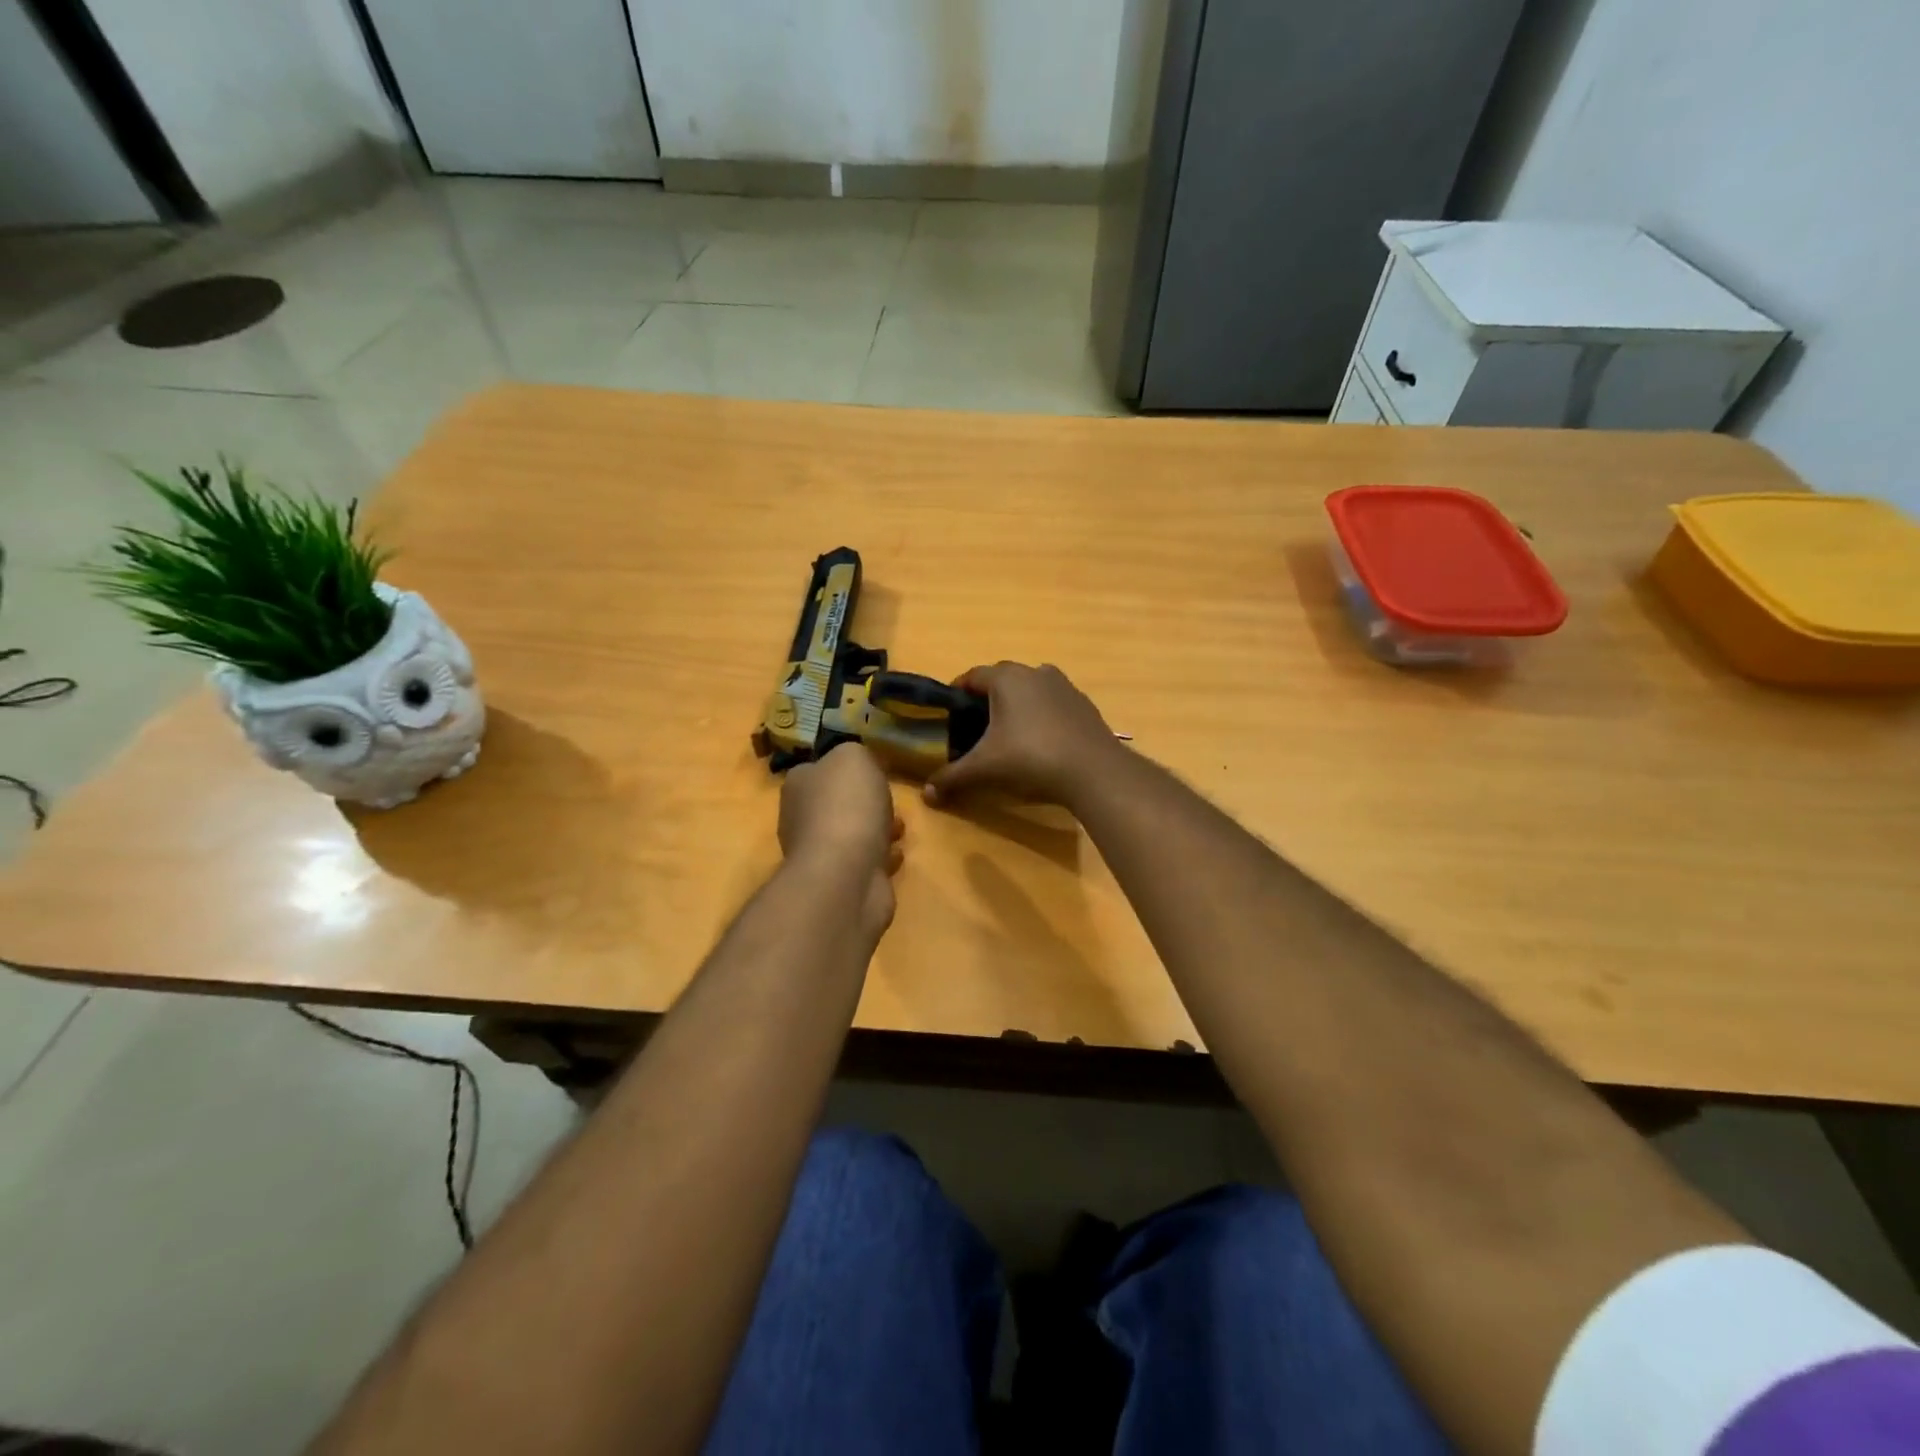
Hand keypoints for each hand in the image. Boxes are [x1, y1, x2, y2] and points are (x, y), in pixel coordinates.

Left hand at [779, 743, 904, 938]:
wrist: (845, 874)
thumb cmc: (847, 806)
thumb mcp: (854, 756)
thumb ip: (855, 753)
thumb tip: (857, 764)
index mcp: (798, 785)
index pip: (818, 769)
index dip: (847, 769)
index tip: (875, 771)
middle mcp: (800, 818)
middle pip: (837, 803)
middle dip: (867, 803)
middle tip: (891, 801)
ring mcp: (818, 854)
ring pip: (852, 834)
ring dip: (878, 830)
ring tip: (900, 829)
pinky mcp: (838, 882)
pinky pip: (863, 862)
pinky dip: (880, 858)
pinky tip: (896, 855)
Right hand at [923, 662, 1122, 811]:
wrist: (1093, 770)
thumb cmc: (1030, 758)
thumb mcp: (985, 769)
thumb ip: (953, 777)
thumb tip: (926, 794)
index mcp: (1007, 678)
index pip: (973, 676)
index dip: (957, 691)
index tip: (948, 710)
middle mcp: (1036, 672)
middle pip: (1003, 679)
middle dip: (987, 698)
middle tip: (975, 724)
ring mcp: (1064, 686)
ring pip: (1031, 689)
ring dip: (1018, 704)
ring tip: (1009, 733)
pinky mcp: (1084, 704)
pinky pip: (1054, 703)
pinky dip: (1043, 716)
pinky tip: (1041, 742)